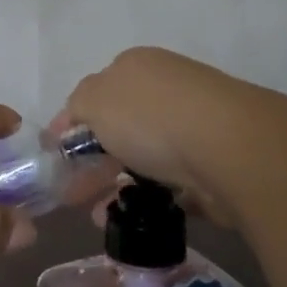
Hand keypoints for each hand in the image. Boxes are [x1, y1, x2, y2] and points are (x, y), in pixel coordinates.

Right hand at [59, 48, 283, 228]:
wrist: (229, 147)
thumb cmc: (151, 117)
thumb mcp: (95, 100)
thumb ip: (77, 106)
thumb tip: (73, 116)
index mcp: (136, 66)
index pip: (96, 92)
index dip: (73, 123)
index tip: (57, 157)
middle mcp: (166, 89)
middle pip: (120, 126)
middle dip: (94, 161)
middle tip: (72, 195)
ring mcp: (194, 125)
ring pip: (145, 157)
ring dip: (118, 185)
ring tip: (99, 217)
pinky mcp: (214, 163)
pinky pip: (172, 183)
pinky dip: (150, 200)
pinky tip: (133, 220)